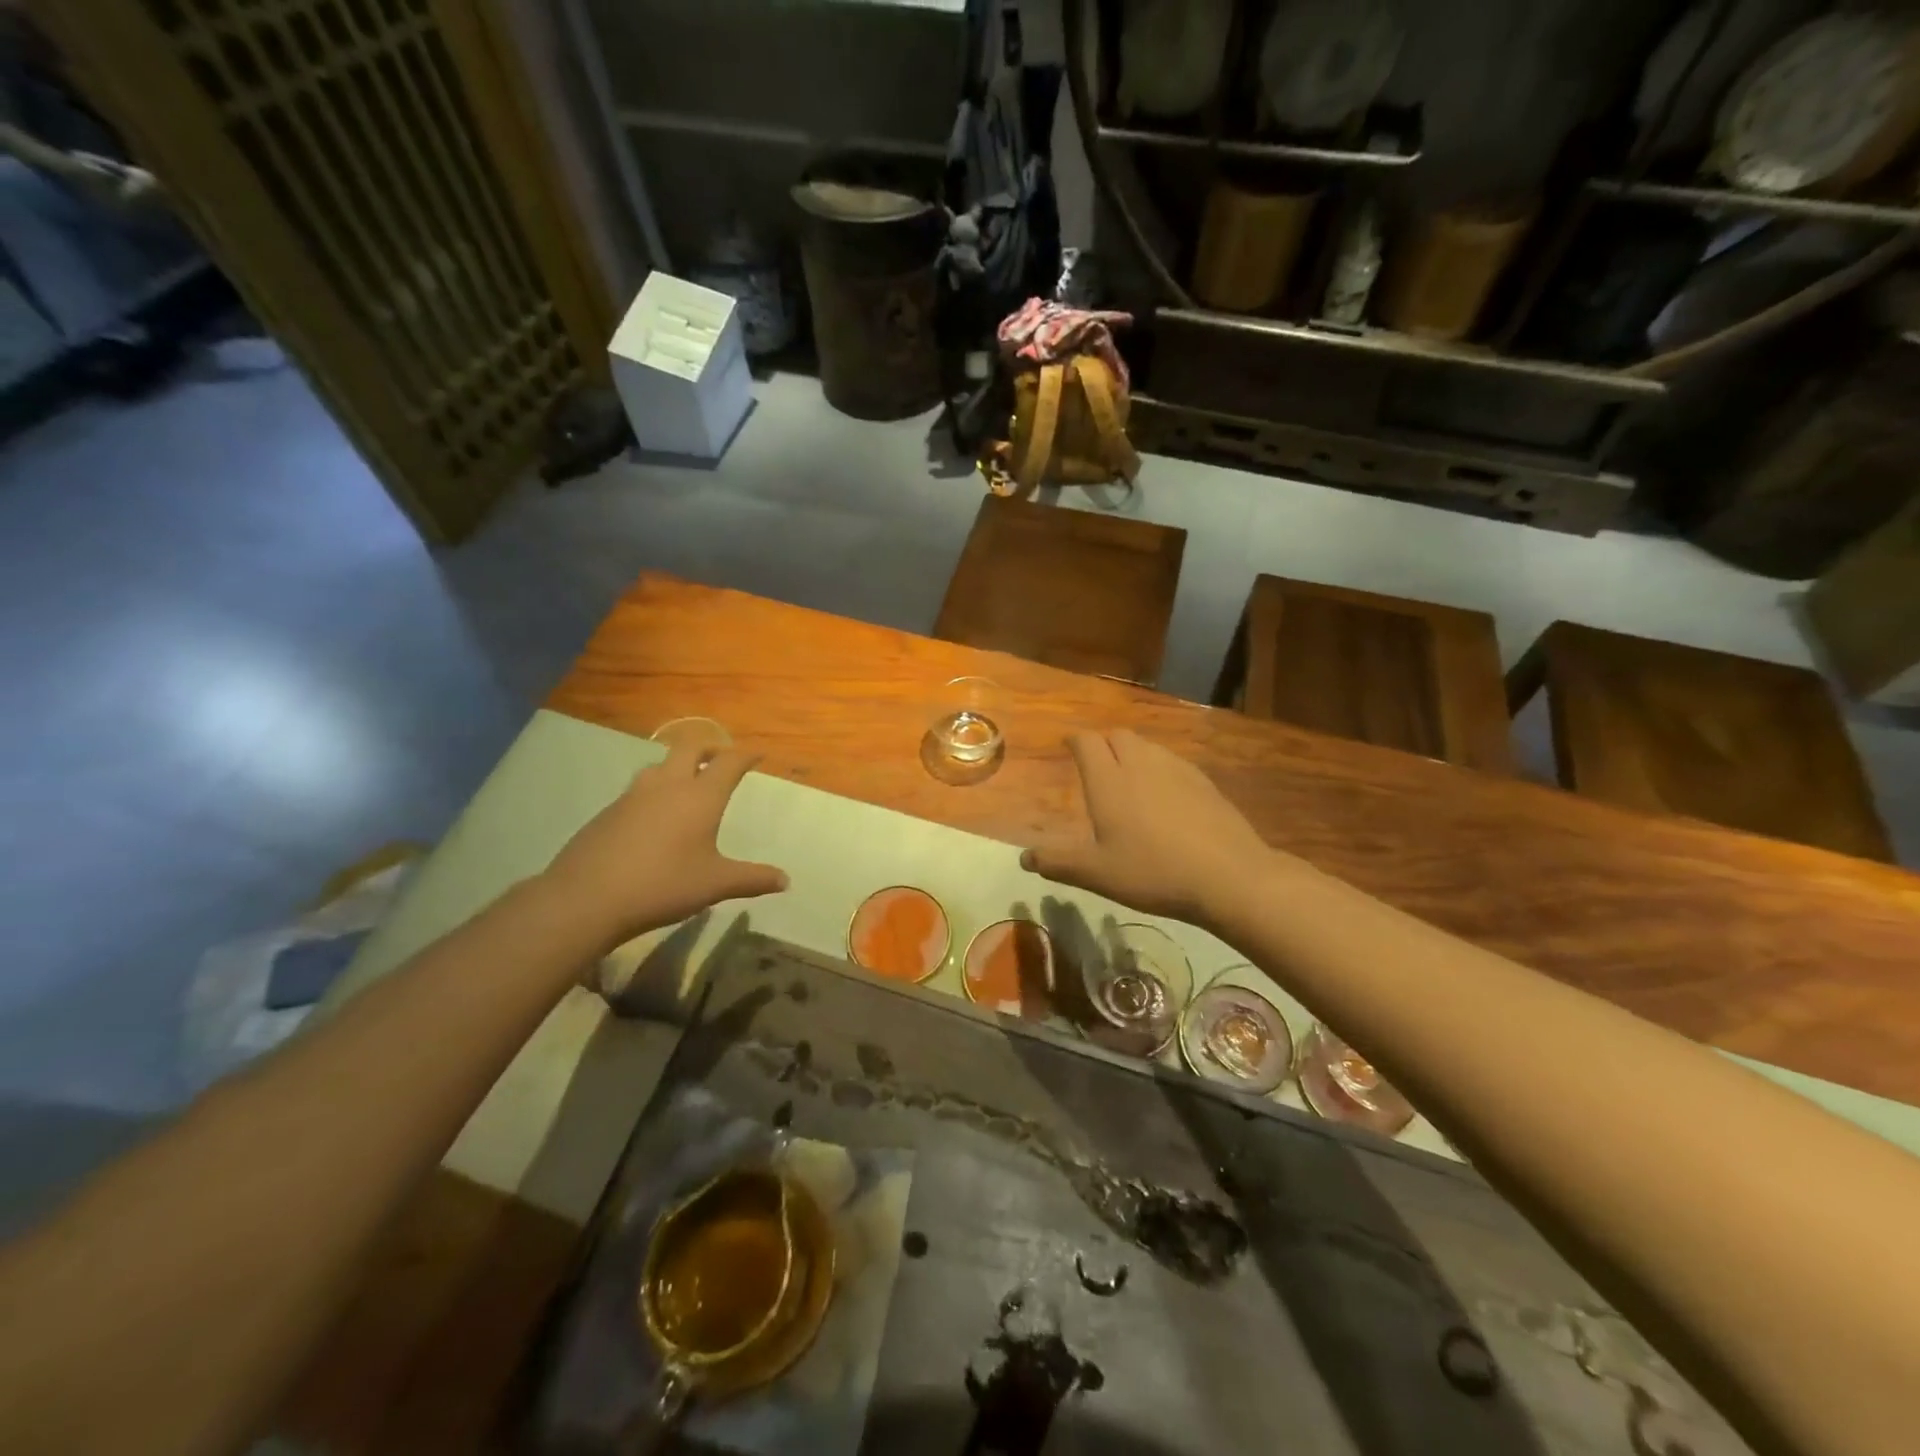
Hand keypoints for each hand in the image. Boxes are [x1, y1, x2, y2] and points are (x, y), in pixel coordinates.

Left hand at [545, 744, 788, 948]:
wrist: (586, 898)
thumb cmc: (662, 885)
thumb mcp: (715, 885)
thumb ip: (752, 879)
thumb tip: (785, 880)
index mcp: (700, 796)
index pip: (729, 762)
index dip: (746, 754)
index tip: (757, 753)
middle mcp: (667, 786)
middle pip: (690, 747)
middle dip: (710, 747)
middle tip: (721, 759)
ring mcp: (632, 796)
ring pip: (659, 765)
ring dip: (677, 765)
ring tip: (686, 783)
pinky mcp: (607, 813)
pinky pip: (637, 789)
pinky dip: (654, 791)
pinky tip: (653, 817)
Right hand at [1021, 730, 1273, 926]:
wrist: (1228, 875)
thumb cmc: (1152, 871)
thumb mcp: (1097, 873)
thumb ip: (1058, 862)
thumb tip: (1024, 857)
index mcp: (1108, 780)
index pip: (1086, 742)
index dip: (1074, 740)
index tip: (1067, 745)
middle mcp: (1140, 764)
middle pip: (1117, 736)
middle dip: (1103, 743)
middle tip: (1096, 764)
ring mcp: (1176, 769)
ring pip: (1147, 746)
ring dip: (1132, 753)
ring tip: (1128, 777)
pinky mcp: (1203, 781)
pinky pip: (1172, 761)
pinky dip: (1159, 767)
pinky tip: (1165, 795)